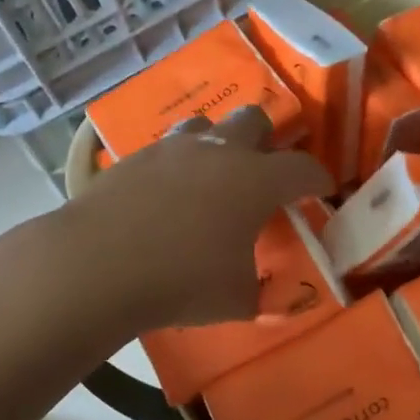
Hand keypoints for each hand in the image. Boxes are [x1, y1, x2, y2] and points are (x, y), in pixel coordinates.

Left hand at [67, 106, 331, 331]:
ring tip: (213, 174)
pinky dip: (178, 163)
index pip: (303, 167)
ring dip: (218, 142)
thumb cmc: (182, 281)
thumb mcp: (237, 299)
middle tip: (264, 172)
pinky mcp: (135, 157)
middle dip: (267, 140)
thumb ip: (261, 293)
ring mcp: (174, 149)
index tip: (321, 189)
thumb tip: (268, 297)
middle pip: (254, 119)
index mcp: (257, 180)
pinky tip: (168, 192)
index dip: (318, 178)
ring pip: (206, 123)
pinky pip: (167, 147)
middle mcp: (220, 151)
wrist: (97, 265)